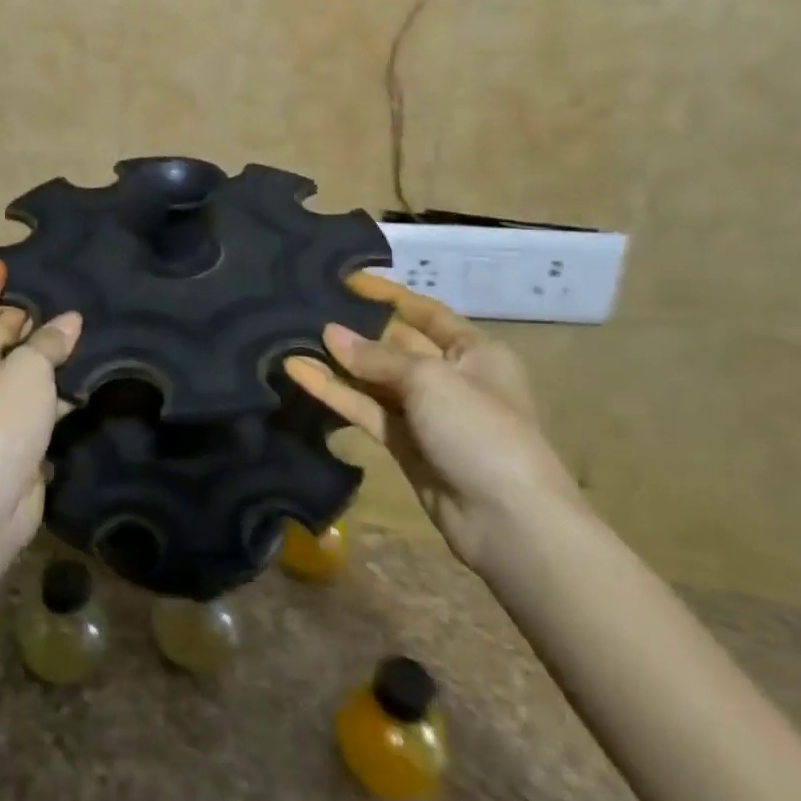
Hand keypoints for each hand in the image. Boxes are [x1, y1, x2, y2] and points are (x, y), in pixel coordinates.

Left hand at [0, 260, 81, 549]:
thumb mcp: (26, 369)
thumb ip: (50, 341)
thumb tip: (70, 321)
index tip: (6, 260)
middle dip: (28, 316)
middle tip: (63, 290)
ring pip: (19, 368)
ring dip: (46, 352)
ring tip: (83, 323)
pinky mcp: (9, 434)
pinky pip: (34, 398)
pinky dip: (55, 386)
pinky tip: (85, 369)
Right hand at [286, 272, 581, 570]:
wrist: (508, 520)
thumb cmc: (480, 431)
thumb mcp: (431, 380)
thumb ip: (376, 357)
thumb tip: (330, 334)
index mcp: (474, 351)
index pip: (425, 312)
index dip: (387, 294)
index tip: (346, 279)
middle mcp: (450, 376)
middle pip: (396, 344)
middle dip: (356, 329)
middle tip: (307, 309)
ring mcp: (425, 413)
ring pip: (375, 379)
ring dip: (339, 362)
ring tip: (292, 338)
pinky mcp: (404, 445)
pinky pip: (366, 410)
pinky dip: (336, 394)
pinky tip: (300, 374)